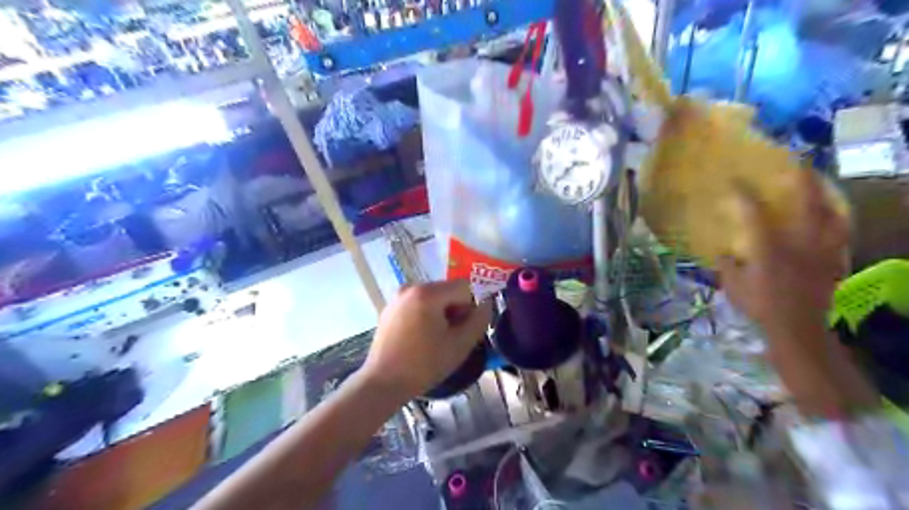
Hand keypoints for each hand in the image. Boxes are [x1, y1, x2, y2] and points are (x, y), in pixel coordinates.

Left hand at [361, 279, 489, 401]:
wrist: (383, 383)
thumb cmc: (424, 364)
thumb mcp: (460, 344)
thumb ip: (479, 320)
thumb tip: (487, 303)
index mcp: (428, 292)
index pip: (464, 287)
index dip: (470, 308)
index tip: (463, 330)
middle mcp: (411, 287)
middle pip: (447, 290)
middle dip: (455, 310)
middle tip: (450, 337)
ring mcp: (398, 297)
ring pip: (433, 298)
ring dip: (441, 314)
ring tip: (435, 340)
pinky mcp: (390, 308)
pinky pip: (417, 304)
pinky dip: (425, 316)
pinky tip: (420, 339)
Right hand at [715, 171, 848, 342]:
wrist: (797, 327)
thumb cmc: (761, 306)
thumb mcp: (733, 286)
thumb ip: (727, 265)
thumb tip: (722, 251)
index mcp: (769, 248)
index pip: (754, 214)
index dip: (742, 196)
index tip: (732, 182)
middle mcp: (799, 243)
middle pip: (806, 204)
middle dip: (802, 181)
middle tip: (797, 165)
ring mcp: (821, 250)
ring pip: (831, 215)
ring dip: (825, 197)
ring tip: (820, 186)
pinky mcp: (834, 260)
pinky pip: (840, 233)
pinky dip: (837, 220)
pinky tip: (832, 217)